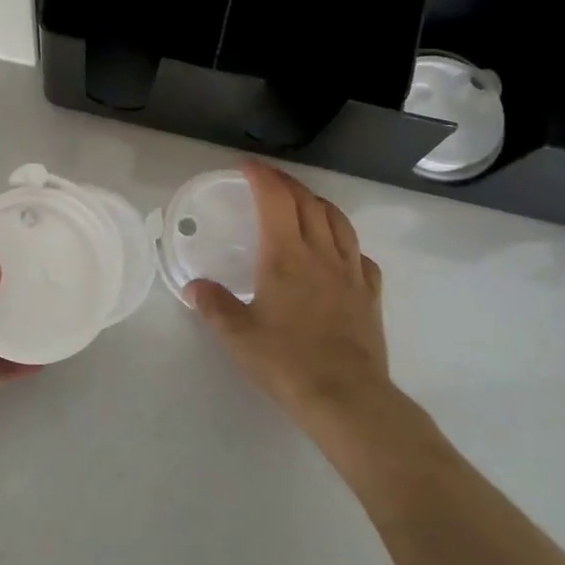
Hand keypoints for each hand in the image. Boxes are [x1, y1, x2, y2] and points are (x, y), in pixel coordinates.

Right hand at [186, 163, 391, 456]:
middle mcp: (320, 254)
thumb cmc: (287, 363)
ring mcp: (351, 273)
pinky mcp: (370, 295)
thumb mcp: (238, 336)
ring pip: (338, 221)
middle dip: (286, 183)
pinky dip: (345, 241)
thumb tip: (194, 287)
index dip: (261, 176)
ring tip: (303, 203)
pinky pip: (360, 254)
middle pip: (307, 202)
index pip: (275, 200)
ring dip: (317, 203)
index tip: (246, 166)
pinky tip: (338, 252)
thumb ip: (214, 305)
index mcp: (285, 256)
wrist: (347, 399)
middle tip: (267, 180)